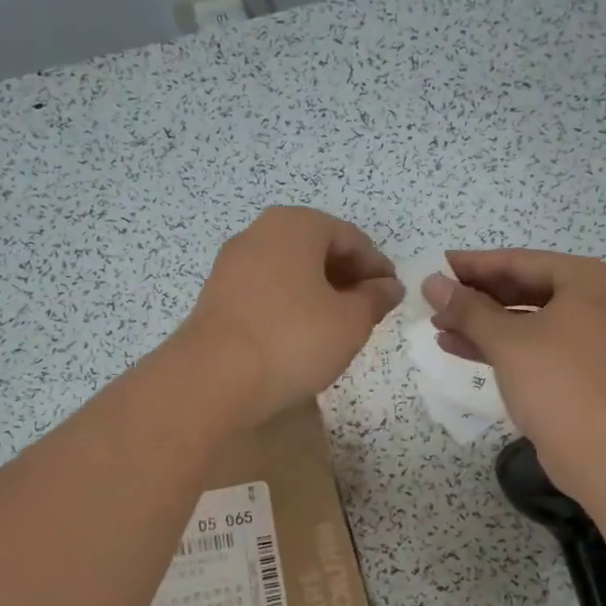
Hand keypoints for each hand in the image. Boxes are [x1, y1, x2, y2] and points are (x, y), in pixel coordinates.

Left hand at [183, 207, 403, 425]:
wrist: (213, 380)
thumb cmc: (293, 339)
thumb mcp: (350, 322)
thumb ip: (375, 299)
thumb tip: (388, 287)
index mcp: (295, 225)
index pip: (351, 238)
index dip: (377, 266)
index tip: (392, 295)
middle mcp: (260, 233)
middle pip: (316, 249)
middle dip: (347, 277)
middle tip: (368, 312)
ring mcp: (232, 264)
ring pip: (290, 270)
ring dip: (318, 292)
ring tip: (337, 327)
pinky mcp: (216, 296)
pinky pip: (266, 290)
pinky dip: (290, 305)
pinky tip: (300, 336)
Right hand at [423, 250, 605, 493]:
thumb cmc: (558, 381)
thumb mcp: (506, 340)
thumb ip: (466, 308)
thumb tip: (431, 282)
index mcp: (589, 279)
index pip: (520, 261)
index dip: (473, 265)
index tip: (435, 266)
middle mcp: (597, 301)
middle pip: (524, 289)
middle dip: (476, 297)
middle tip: (434, 300)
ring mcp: (592, 337)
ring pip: (527, 320)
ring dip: (482, 323)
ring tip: (438, 325)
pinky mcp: (581, 370)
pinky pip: (534, 346)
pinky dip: (500, 346)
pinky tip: (457, 347)